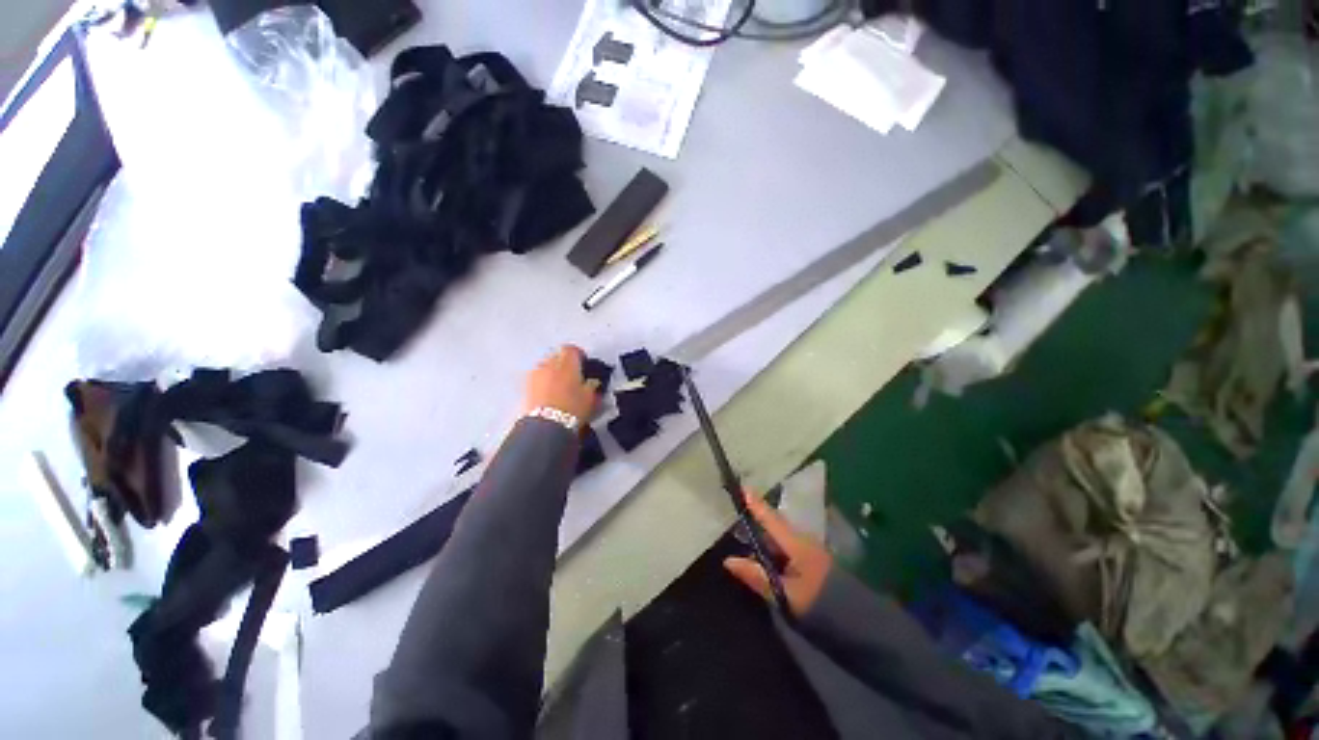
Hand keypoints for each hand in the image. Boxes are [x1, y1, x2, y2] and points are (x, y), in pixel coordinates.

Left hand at [520, 345, 598, 425]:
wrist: (546, 425)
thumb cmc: (572, 408)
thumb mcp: (590, 397)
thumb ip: (592, 385)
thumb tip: (592, 382)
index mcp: (567, 362)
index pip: (572, 349)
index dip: (578, 355)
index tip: (583, 364)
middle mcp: (549, 363)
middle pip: (556, 356)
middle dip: (564, 363)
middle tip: (572, 376)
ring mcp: (535, 374)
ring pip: (545, 367)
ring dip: (552, 373)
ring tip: (559, 387)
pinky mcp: (525, 386)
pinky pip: (537, 379)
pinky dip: (543, 383)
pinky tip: (549, 395)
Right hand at [724, 491, 833, 618]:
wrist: (858, 623)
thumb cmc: (819, 604)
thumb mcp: (784, 594)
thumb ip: (757, 576)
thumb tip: (728, 560)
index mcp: (796, 544)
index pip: (771, 519)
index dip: (756, 505)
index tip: (743, 488)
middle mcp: (803, 542)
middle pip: (775, 528)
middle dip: (757, 524)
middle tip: (737, 524)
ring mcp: (810, 552)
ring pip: (781, 541)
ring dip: (765, 542)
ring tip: (746, 546)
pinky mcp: (814, 563)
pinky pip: (788, 551)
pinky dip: (774, 553)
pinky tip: (765, 563)